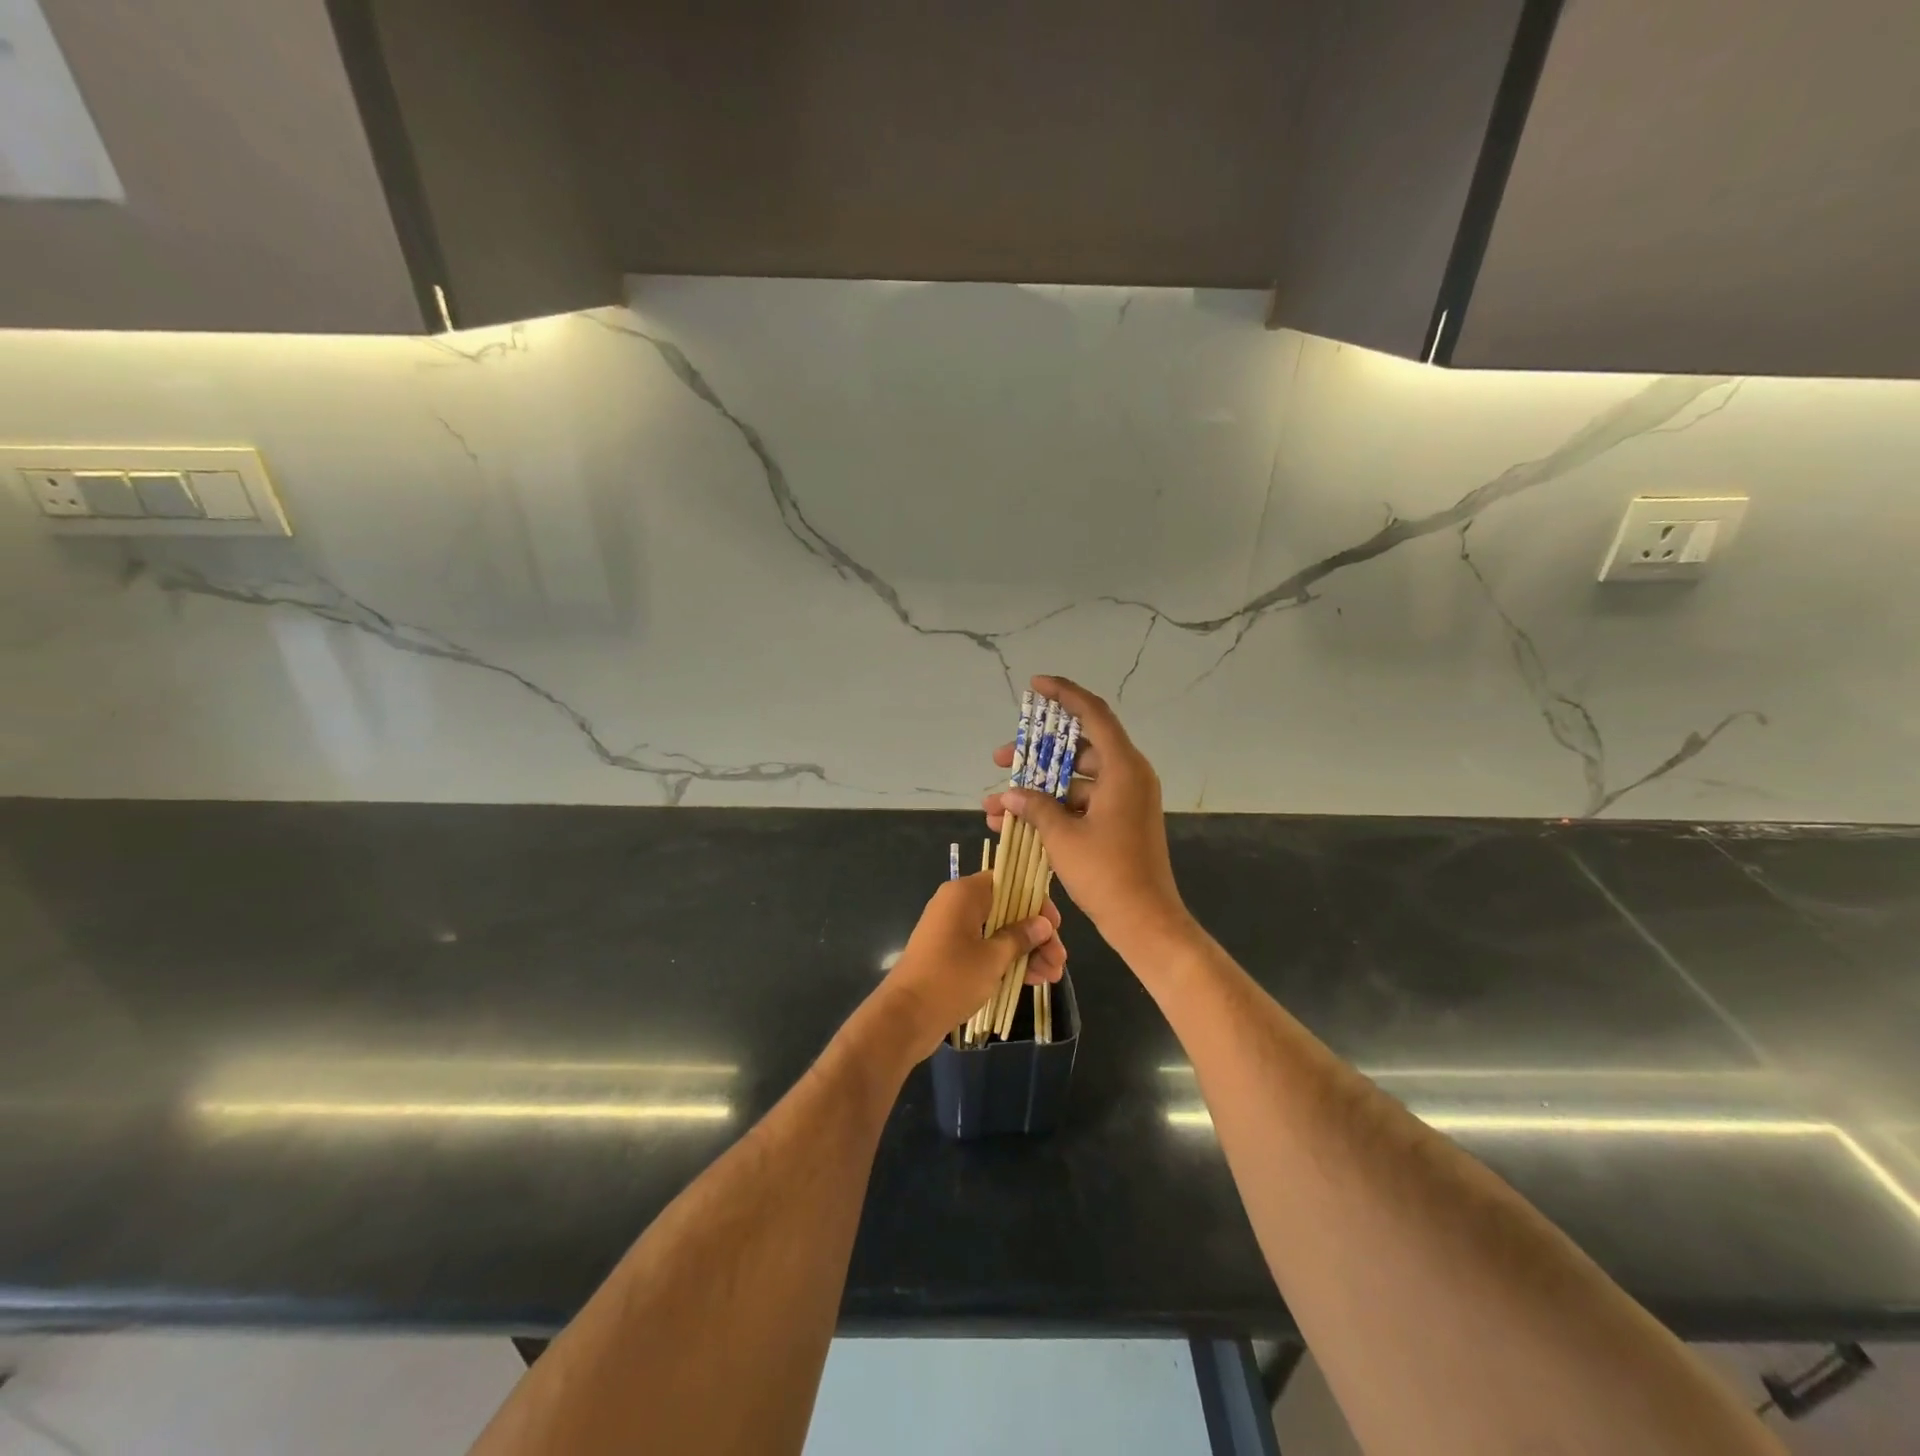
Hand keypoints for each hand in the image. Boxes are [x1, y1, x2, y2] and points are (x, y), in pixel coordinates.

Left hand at [868, 872, 1063, 1061]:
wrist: (905, 1017)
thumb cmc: (951, 978)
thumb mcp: (993, 958)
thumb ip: (1020, 937)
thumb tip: (1043, 923)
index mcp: (964, 894)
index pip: (1008, 882)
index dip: (1035, 902)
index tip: (1055, 926)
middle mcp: (957, 905)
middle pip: (1006, 910)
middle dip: (1035, 934)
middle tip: (1060, 960)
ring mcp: (952, 931)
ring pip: (998, 932)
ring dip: (1026, 952)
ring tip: (1053, 977)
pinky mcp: (950, 955)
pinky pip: (985, 949)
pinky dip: (1007, 961)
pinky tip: (1033, 980)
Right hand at [985, 675, 1190, 958]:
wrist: (1145, 921)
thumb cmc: (1107, 873)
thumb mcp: (1063, 836)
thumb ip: (1034, 807)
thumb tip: (1009, 795)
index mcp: (1123, 768)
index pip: (1093, 714)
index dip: (1064, 694)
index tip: (1035, 685)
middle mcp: (1127, 776)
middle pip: (1077, 750)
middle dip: (1035, 755)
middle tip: (1000, 759)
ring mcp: (1124, 801)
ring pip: (1074, 781)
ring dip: (1037, 790)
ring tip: (995, 805)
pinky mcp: (1118, 822)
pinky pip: (1081, 803)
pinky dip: (1052, 809)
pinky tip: (1016, 825)